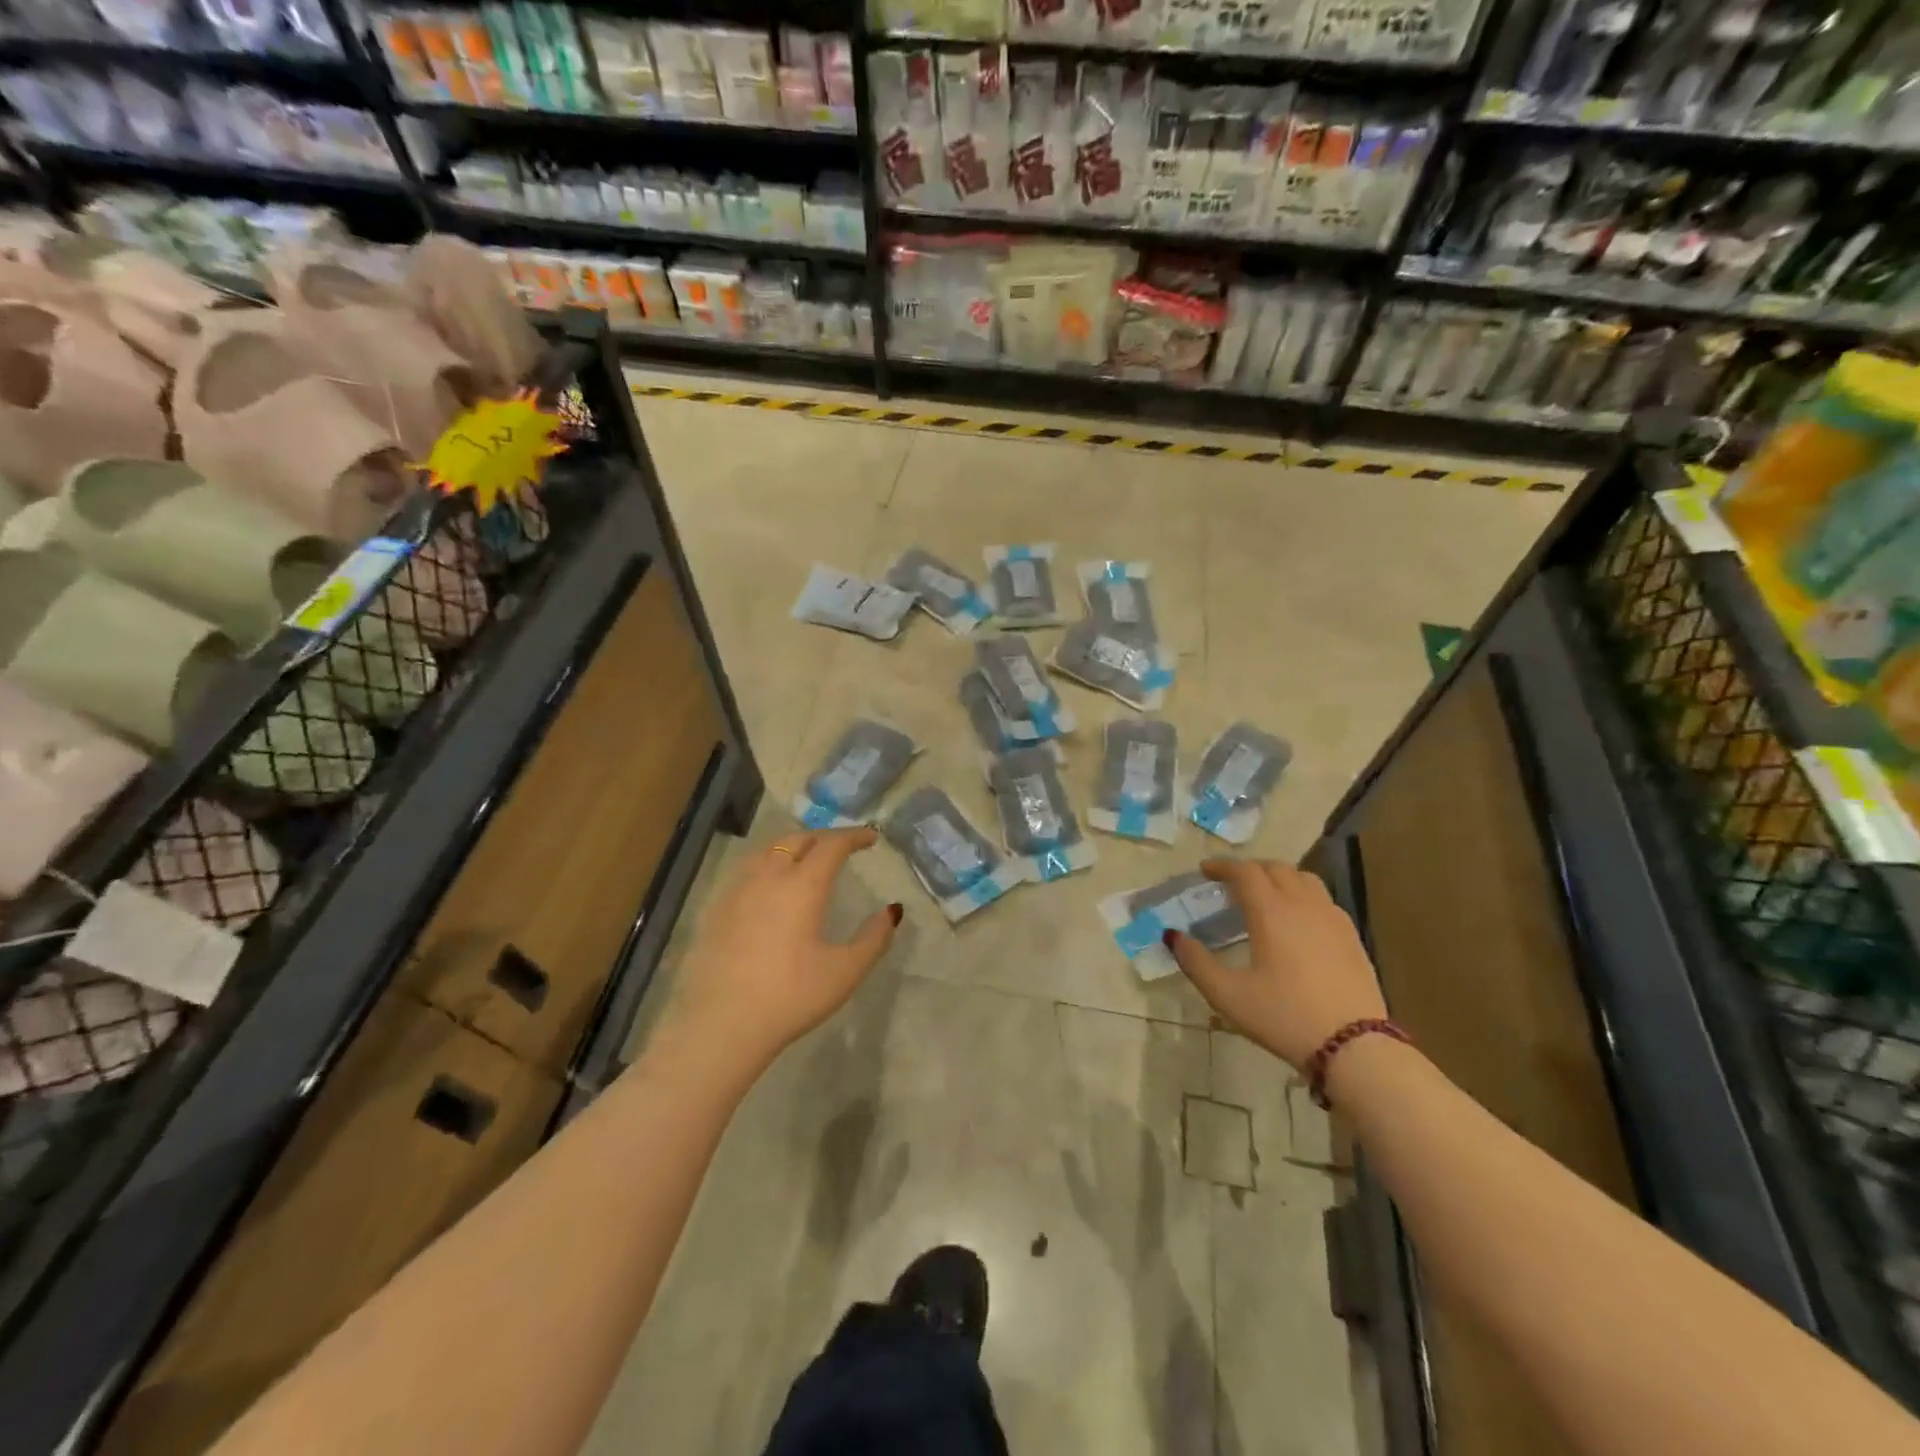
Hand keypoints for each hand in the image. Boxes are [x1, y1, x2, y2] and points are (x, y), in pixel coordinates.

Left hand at [669, 828, 900, 1070]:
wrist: (722, 1024)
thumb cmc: (791, 996)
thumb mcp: (845, 971)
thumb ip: (874, 937)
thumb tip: (892, 911)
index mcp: (803, 885)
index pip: (832, 844)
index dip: (854, 836)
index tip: (871, 838)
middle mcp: (769, 876)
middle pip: (798, 839)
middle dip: (824, 837)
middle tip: (842, 848)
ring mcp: (737, 889)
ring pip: (768, 850)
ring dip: (794, 845)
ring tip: (807, 858)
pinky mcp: (716, 908)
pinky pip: (747, 869)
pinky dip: (768, 863)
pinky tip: (770, 884)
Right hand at [1166, 859, 1385, 1070]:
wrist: (1355, 1047)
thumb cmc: (1284, 1017)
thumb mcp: (1228, 995)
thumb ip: (1195, 962)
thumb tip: (1173, 936)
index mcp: (1271, 912)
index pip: (1245, 871)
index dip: (1222, 866)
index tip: (1205, 871)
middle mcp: (1303, 905)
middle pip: (1276, 868)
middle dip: (1250, 869)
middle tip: (1231, 882)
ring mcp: (1332, 919)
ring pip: (1304, 879)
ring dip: (1280, 877)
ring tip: (1266, 894)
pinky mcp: (1352, 936)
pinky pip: (1323, 899)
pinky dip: (1303, 895)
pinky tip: (1298, 920)